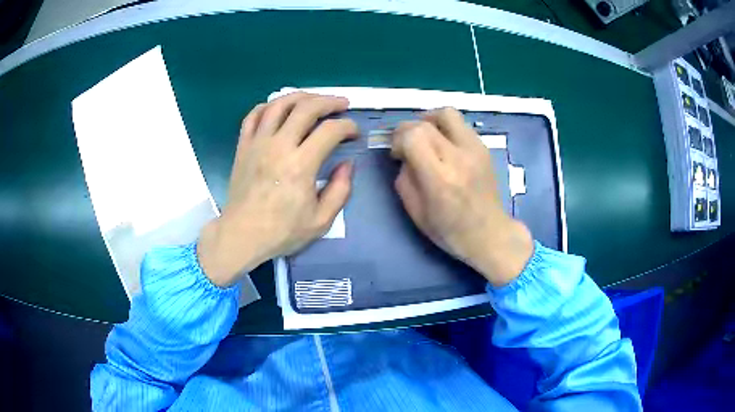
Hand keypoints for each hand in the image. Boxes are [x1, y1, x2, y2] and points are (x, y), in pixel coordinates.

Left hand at [197, 92, 356, 286]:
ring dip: (301, 96)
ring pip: (280, 104)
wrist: (242, 235)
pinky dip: (269, 105)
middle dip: (329, 102)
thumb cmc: (281, 231)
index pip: (330, 131)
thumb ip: (340, 191)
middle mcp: (279, 146)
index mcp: (301, 165)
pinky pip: (254, 115)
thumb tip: (347, 164)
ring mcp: (258, 142)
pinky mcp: (243, 145)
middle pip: (306, 108)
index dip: (348, 126)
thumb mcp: (321, 221)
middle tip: (342, 105)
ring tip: (315, 99)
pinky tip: (280, 108)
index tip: (354, 132)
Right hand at [391, 108, 532, 286]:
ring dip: (429, 120)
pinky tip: (444, 145)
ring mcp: (475, 150)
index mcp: (439, 178)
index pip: (413, 136)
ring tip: (425, 136)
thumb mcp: (416, 212)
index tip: (397, 154)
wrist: (489, 234)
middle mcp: (458, 158)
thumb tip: (404, 157)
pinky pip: (460, 124)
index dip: (398, 139)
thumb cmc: (450, 231)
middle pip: (425, 122)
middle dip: (408, 129)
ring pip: (447, 113)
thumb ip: (405, 179)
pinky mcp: (483, 148)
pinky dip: (445, 128)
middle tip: (407, 145)